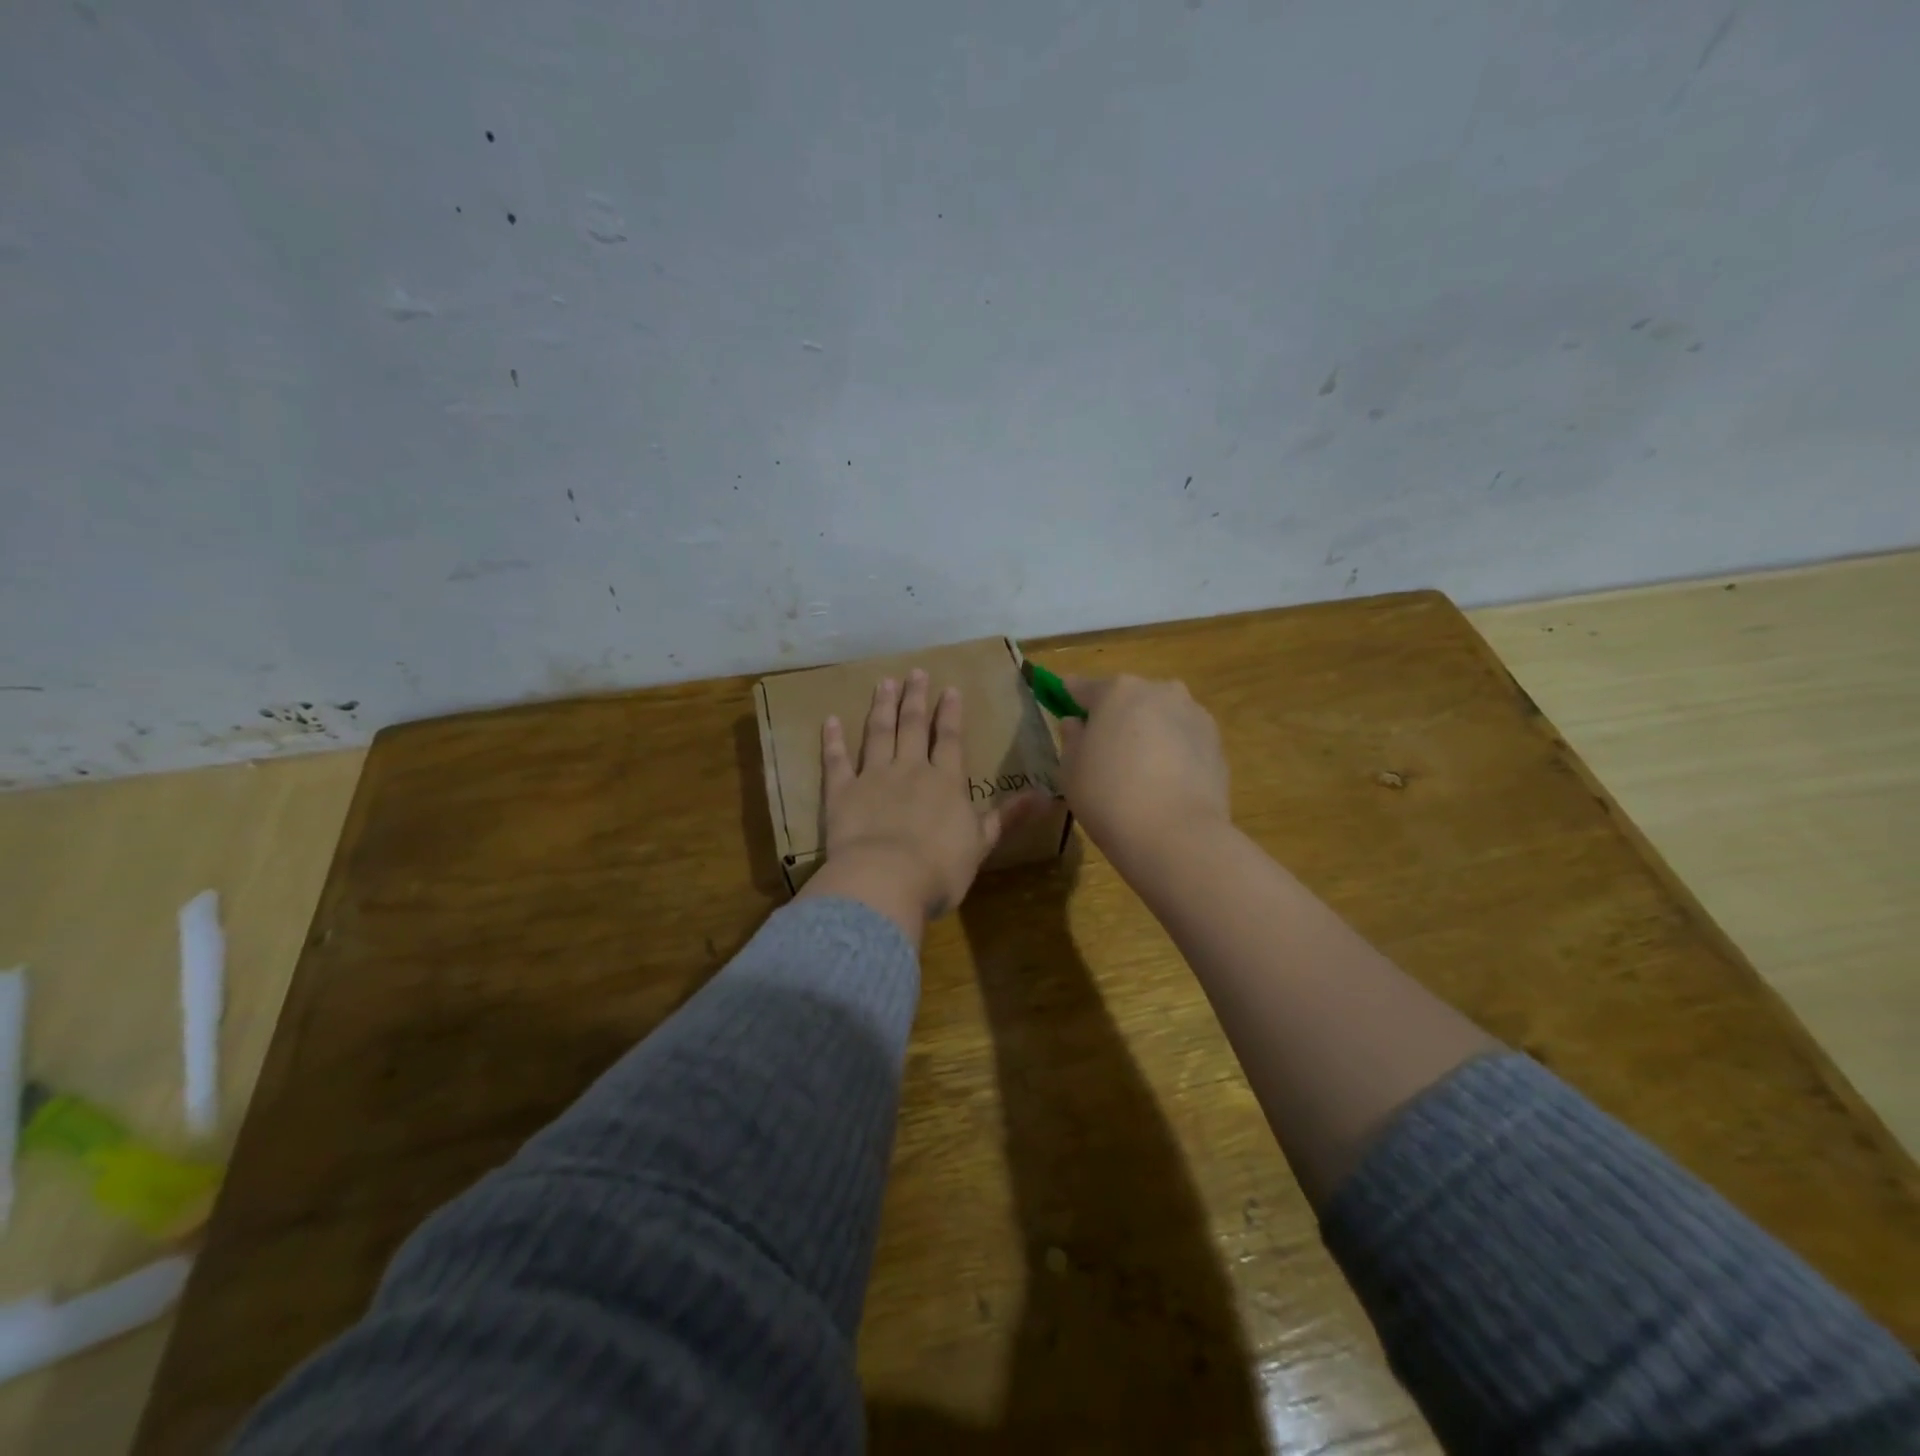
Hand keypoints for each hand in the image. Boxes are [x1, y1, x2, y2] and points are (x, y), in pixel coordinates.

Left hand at [797, 669, 1045, 942]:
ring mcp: (873, 777)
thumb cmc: (940, 869)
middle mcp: (910, 770)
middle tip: (915, 672)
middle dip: (915, 698)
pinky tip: (830, 720)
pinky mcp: (842, 793)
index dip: (950, 714)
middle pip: (912, 727)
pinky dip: (833, 740)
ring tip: (884, 683)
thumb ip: (1008, 817)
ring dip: (882, 707)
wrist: (886, 881)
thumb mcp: (982, 844)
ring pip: (878, 733)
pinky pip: (836, 760)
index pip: (949, 739)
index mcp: (946, 782)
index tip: (949, 688)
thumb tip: (1048, 796)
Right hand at [1057, 674, 1230, 867]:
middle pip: (1128, 698)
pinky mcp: (1216, 743)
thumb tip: (1076, 723)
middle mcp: (1159, 691)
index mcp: (1117, 691)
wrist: (1176, 835)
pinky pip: (1183, 739)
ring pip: (1160, 715)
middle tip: (1103, 747)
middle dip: (1115, 715)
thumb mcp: (1070, 770)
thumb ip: (1071, 739)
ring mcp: (1194, 715)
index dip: (1070, 695)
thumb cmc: (1108, 797)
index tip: (1063, 701)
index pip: (1084, 687)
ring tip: (1138, 767)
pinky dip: (1172, 750)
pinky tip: (1164, 781)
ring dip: (1147, 731)